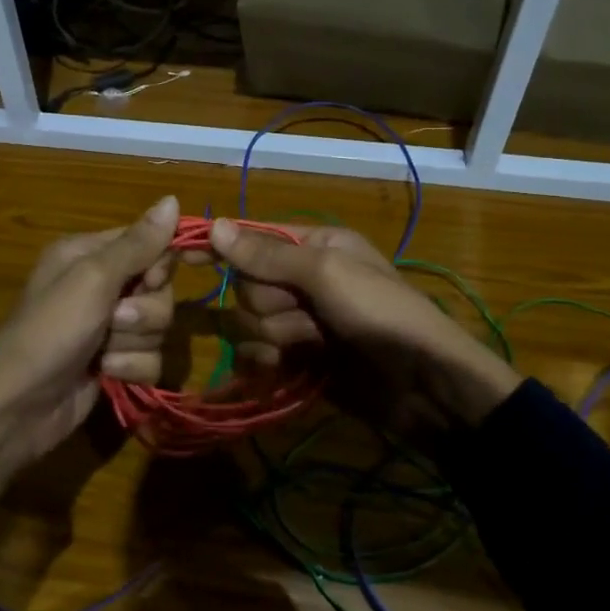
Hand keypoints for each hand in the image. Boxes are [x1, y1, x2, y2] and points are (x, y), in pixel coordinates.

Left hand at [0, 196, 179, 536]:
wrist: (18, 408)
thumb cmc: (49, 331)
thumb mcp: (92, 279)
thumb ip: (137, 244)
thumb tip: (172, 198)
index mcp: (88, 254)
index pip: (148, 242)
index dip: (160, 262)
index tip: (153, 279)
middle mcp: (100, 285)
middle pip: (159, 287)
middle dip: (144, 310)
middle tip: (114, 320)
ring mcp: (109, 327)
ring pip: (159, 325)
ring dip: (134, 342)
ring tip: (103, 353)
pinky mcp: (116, 362)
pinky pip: (151, 357)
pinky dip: (131, 368)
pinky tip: (106, 374)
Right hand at [208, 219, 520, 427]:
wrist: (422, 385)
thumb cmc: (379, 313)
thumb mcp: (327, 272)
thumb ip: (268, 254)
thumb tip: (215, 225)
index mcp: (316, 245)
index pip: (255, 239)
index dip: (225, 247)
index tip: (187, 255)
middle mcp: (305, 280)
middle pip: (249, 285)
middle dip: (271, 303)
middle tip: (307, 313)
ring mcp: (301, 322)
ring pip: (251, 322)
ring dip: (276, 335)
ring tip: (313, 343)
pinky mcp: (299, 360)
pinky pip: (259, 355)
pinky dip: (266, 362)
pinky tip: (283, 369)